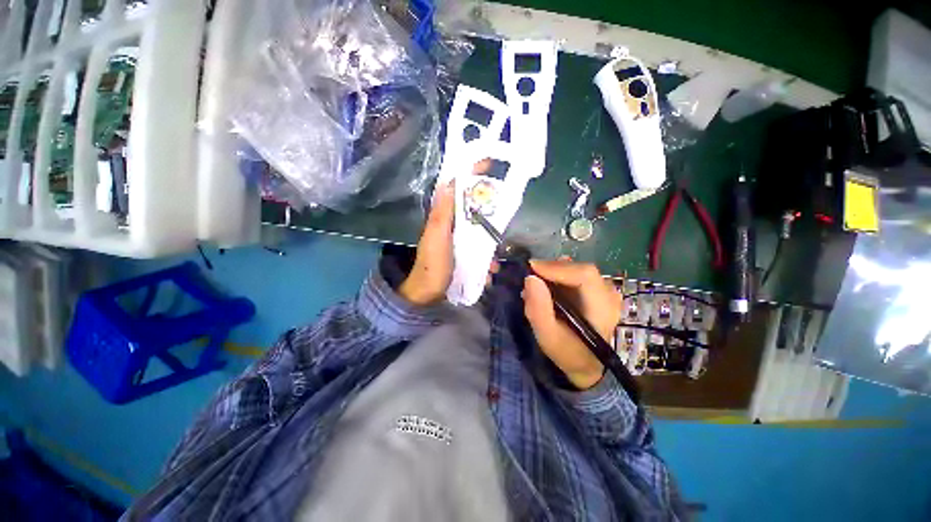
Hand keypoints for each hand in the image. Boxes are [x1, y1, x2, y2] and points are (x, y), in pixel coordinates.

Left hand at [399, 160, 499, 305]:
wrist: (428, 294)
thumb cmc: (433, 264)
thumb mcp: (437, 236)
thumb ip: (443, 211)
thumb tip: (449, 181)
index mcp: (444, 216)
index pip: (458, 189)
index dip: (471, 175)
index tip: (490, 164)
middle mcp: (452, 225)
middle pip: (475, 210)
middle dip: (490, 217)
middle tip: (501, 226)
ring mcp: (458, 241)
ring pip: (480, 233)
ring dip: (490, 248)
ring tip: (493, 265)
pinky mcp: (463, 255)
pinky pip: (480, 252)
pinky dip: (486, 261)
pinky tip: (488, 273)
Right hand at [523, 260, 622, 389]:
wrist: (586, 363)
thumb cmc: (567, 352)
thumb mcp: (547, 336)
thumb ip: (538, 309)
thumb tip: (530, 278)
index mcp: (602, 307)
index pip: (584, 275)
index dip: (556, 267)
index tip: (531, 268)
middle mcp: (608, 293)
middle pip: (579, 269)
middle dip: (551, 268)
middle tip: (529, 277)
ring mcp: (605, 290)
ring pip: (576, 269)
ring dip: (553, 272)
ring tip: (536, 284)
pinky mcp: (597, 289)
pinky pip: (576, 274)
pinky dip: (558, 276)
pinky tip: (547, 287)